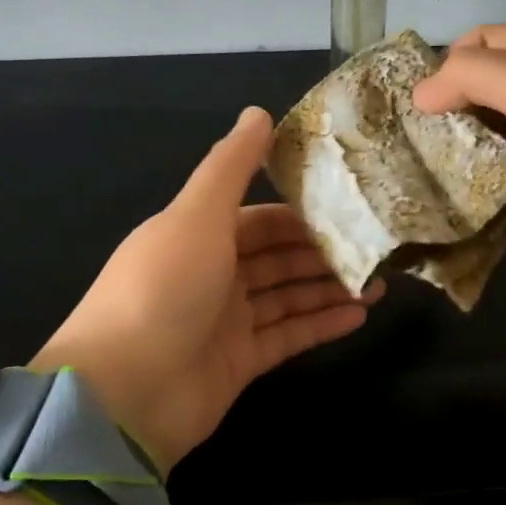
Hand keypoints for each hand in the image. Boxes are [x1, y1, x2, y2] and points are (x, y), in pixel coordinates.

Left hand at [33, 107, 380, 473]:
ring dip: (329, 288)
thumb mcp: (197, 215)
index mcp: (197, 235)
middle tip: (376, 248)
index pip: (258, 218)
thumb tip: (258, 112)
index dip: (300, 212)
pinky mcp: (239, 364)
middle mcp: (211, 274)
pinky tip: (360, 314)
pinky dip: (321, 325)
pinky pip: (288, 337)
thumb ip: (230, 166)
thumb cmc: (162, 289)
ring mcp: (225, 322)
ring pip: (287, 297)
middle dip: (323, 252)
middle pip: (277, 257)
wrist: (125, 392)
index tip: (349, 207)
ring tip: (380, 283)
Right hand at [413, 26, 505, 279]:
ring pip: (500, 134)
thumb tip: (419, 91)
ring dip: (467, 147)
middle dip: (453, 108)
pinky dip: (488, 180)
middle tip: (411, 137)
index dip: (451, 62)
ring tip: (422, 167)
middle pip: (493, 89)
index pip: (492, 42)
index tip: (415, 98)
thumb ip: (474, 78)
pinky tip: (454, 193)